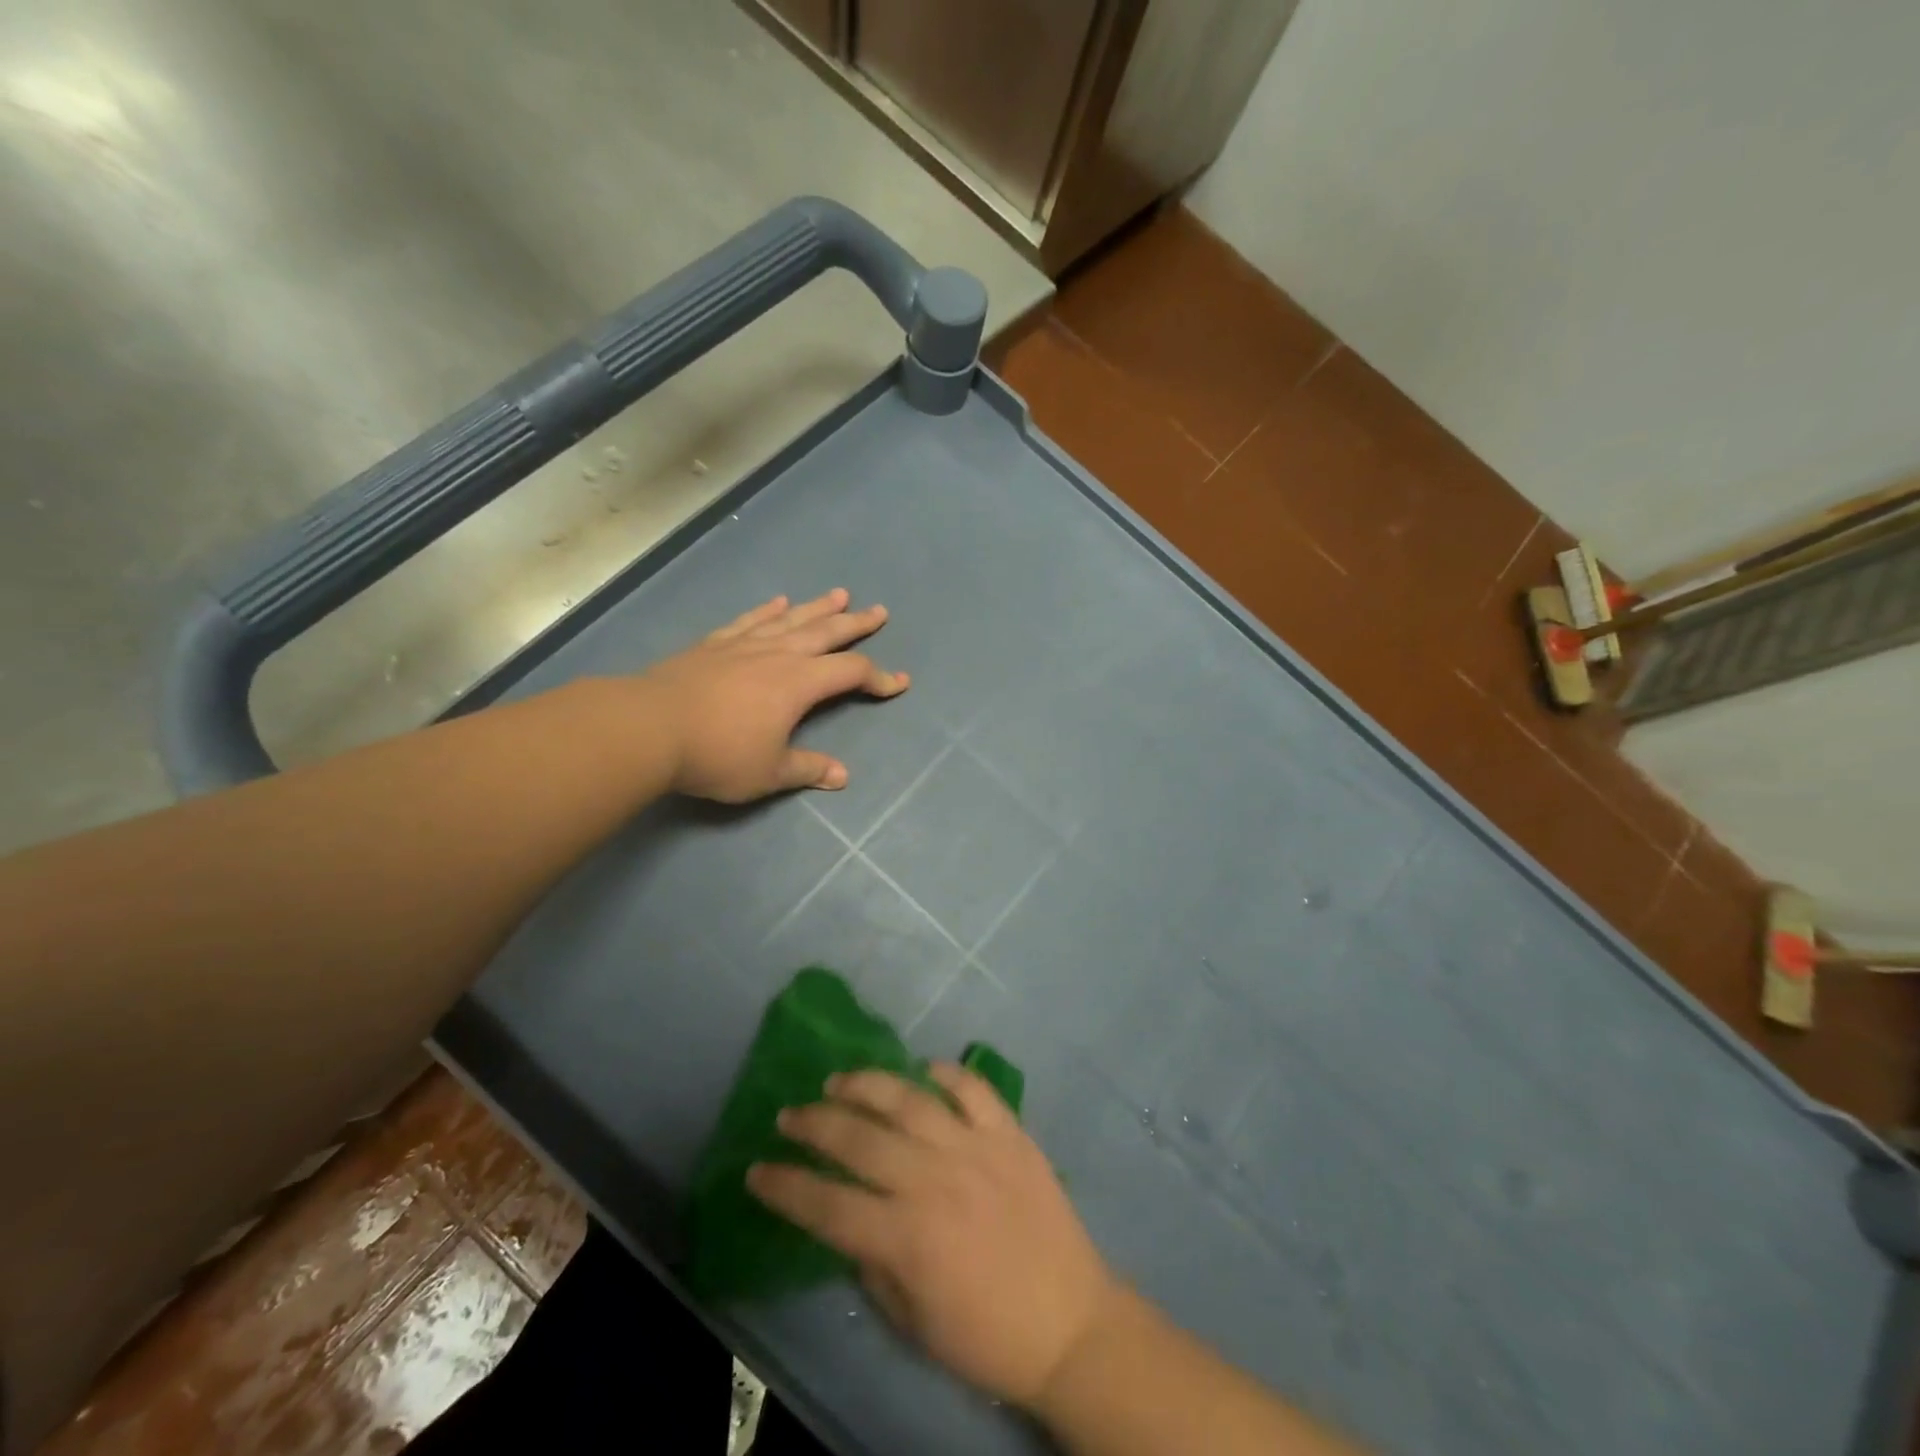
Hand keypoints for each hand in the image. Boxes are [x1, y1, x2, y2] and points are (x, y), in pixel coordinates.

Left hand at [640, 589, 907, 801]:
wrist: (648, 728)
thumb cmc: (717, 753)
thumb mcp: (769, 772)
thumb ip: (808, 769)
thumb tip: (842, 776)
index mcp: (798, 683)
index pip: (851, 673)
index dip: (879, 678)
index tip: (899, 684)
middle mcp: (777, 655)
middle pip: (826, 633)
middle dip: (856, 624)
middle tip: (878, 611)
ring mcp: (743, 645)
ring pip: (790, 619)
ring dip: (817, 607)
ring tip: (839, 594)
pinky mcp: (713, 645)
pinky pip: (749, 620)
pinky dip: (767, 610)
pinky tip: (777, 601)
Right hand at [747, 1064, 1121, 1408]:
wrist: (1070, 1322)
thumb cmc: (985, 1334)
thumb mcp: (912, 1321)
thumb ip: (873, 1263)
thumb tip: (850, 1218)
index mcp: (907, 1237)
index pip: (827, 1205)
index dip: (785, 1187)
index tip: (756, 1170)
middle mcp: (934, 1180)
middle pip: (860, 1140)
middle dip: (814, 1125)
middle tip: (789, 1115)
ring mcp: (975, 1148)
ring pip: (909, 1099)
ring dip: (867, 1084)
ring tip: (839, 1080)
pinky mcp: (1010, 1133)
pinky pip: (973, 1088)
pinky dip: (946, 1072)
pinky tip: (923, 1068)